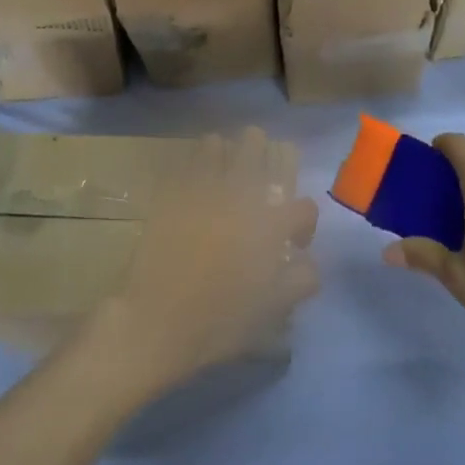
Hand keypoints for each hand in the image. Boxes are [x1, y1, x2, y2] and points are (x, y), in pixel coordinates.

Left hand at [89, 127, 317, 397]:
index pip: (305, 207)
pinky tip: (195, 181)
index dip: (304, 225)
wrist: (157, 319)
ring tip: (225, 176)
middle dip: (266, 158)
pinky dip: (195, 165)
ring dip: (227, 155)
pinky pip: (185, 162)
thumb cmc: (220, 319)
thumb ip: (301, 279)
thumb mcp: (273, 308)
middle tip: (261, 184)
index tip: (292, 243)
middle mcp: (240, 195)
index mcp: (271, 224)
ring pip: (218, 144)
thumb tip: (307, 261)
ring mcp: (202, 189)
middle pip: (258, 146)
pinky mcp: (171, 193)